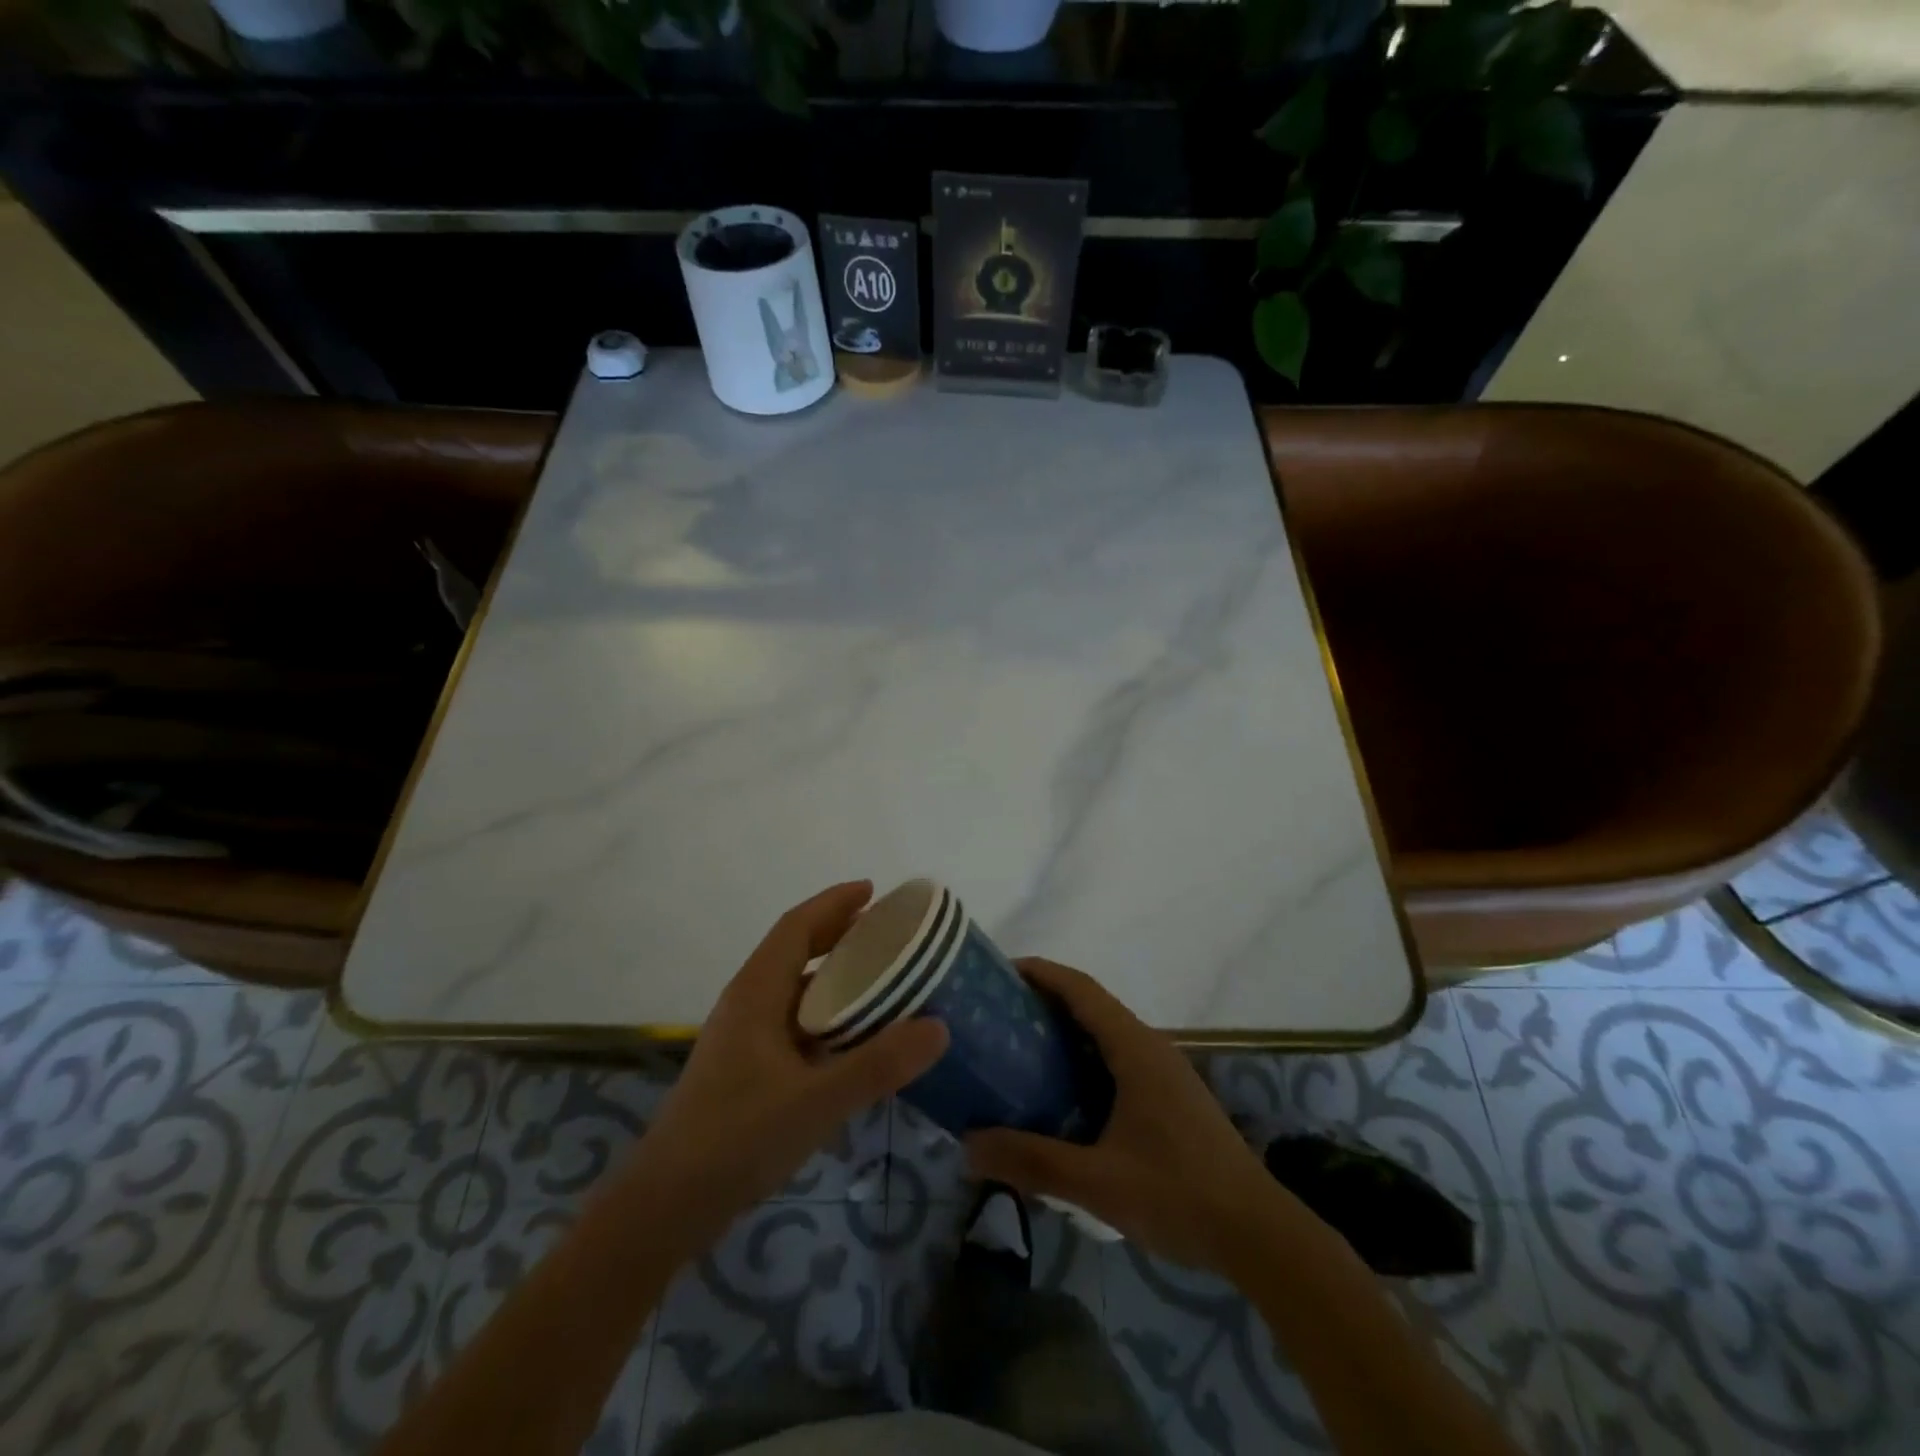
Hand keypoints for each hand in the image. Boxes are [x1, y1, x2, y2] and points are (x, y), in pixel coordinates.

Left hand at [629, 882, 947, 1245]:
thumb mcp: (816, 1101)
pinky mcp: (745, 1068)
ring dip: (833, 975)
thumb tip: (939, 1026)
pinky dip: (826, 1013)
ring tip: (879, 978)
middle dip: (838, 933)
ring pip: (794, 988)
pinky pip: (793, 1021)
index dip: (834, 902)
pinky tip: (852, 1038)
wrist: (665, 1206)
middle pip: (795, 950)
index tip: (873, 890)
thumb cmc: (736, 1139)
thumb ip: (878, 1064)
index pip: (797, 926)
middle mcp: (747, 1003)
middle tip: (887, 932)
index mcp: (756, 992)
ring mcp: (743, 1037)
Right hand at [966, 958, 1277, 1274]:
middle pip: (1092, 1005)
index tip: (1000, 972)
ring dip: (1066, 1031)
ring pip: (1106, 1034)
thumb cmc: (1178, 1194)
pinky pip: (1118, 1059)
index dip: (1041, 972)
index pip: (1081, 989)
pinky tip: (1063, 1095)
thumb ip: (1032, 1161)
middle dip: (1045, 1001)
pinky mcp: (1170, 1097)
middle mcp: (1151, 1047)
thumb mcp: (1098, 1182)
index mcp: (1135, 1048)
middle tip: (997, 1016)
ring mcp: (1165, 1072)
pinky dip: (1085, 1059)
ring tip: (1019, 1050)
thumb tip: (967, 1146)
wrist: (1259, 1235)